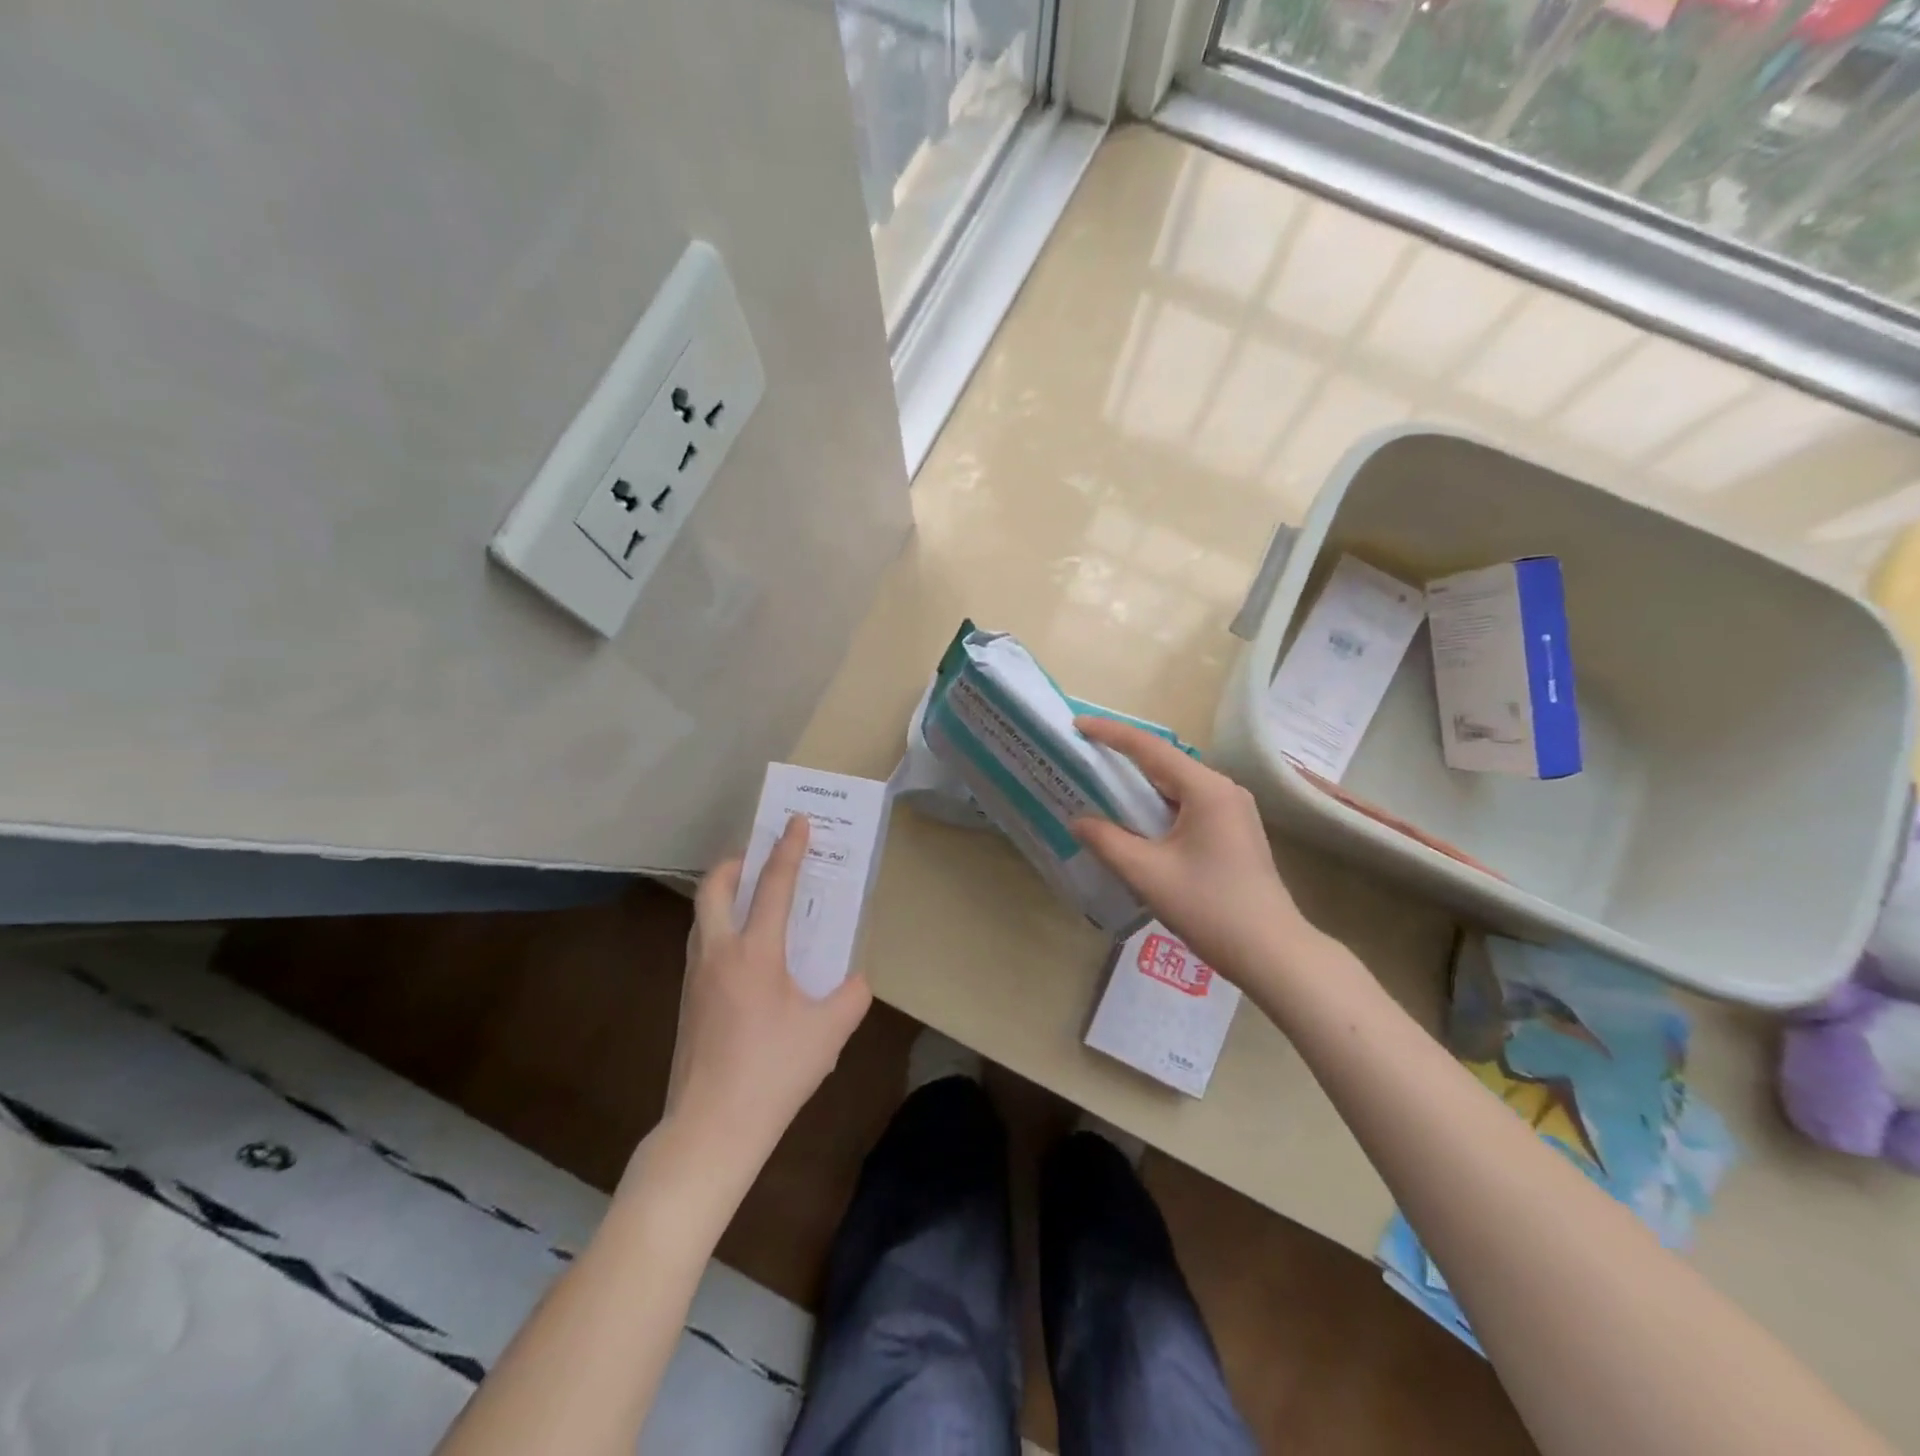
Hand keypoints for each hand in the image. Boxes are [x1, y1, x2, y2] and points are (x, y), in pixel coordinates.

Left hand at [665, 816, 872, 1166]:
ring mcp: (695, 977)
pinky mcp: (686, 1002)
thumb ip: (850, 996)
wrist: (711, 1128)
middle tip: (759, 858)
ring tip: (754, 902)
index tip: (797, 821)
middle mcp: (718, 953)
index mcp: (754, 952)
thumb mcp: (829, 1032)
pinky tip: (746, 957)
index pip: (773, 885)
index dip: (788, 849)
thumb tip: (853, 980)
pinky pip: (702, 945)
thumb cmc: (773, 1072)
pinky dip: (721, 929)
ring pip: (702, 916)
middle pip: (713, 887)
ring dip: (724, 895)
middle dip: (735, 862)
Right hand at [1070, 716, 1311, 986]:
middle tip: (1083, 756)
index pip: (1149, 748)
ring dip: (1140, 785)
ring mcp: (1233, 811)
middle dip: (1123, 758)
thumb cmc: (1210, 908)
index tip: (1077, 725)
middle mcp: (1223, 790)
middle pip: (1165, 763)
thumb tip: (1078, 820)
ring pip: (1176, 786)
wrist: (1273, 953)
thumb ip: (1107, 841)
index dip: (1110, 734)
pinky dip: (1157, 807)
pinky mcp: (1234, 831)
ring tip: (1100, 786)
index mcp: (1206, 789)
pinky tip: (1135, 821)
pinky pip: (1187, 805)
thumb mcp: (1148, 874)